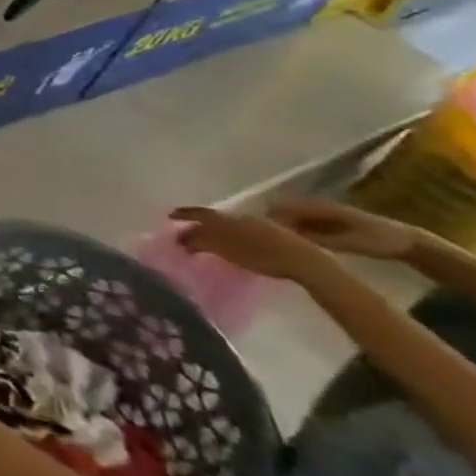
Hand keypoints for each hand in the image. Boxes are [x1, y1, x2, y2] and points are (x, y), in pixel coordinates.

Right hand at [169, 206, 339, 282]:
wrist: (306, 262)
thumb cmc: (265, 255)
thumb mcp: (228, 249)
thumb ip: (203, 241)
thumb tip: (182, 238)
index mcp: (229, 217)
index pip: (201, 213)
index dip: (185, 214)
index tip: (169, 216)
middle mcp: (241, 218)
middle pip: (213, 219)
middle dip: (197, 225)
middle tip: (183, 233)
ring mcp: (259, 227)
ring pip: (227, 226)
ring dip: (213, 232)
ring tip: (203, 243)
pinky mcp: (271, 237)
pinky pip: (240, 233)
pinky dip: (228, 238)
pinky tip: (229, 248)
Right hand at [266, 197, 424, 261]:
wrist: (408, 242)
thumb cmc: (379, 240)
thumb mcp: (349, 242)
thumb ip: (317, 240)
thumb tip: (285, 239)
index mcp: (318, 206)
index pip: (281, 208)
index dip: (267, 220)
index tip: (257, 236)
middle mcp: (314, 205)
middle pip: (281, 212)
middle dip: (269, 224)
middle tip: (259, 241)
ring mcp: (319, 213)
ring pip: (288, 218)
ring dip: (279, 229)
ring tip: (269, 244)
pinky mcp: (323, 222)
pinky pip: (298, 224)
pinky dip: (291, 232)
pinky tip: (288, 245)